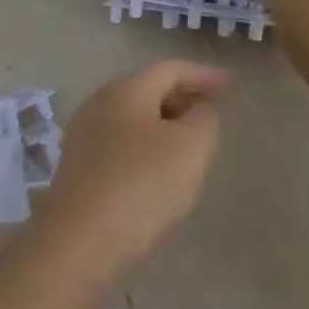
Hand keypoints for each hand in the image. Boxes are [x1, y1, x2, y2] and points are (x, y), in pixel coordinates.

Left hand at [38, 61, 230, 273]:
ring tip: (190, 140)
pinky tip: (158, 168)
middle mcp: (100, 102)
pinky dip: (146, 145)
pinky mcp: (78, 165)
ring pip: (133, 117)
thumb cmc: (141, 185)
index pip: (171, 69)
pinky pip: (120, 142)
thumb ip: (204, 119)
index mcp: (126, 90)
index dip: (204, 75)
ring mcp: (84, 134)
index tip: (230, 84)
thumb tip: (200, 108)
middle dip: (183, 97)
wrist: (79, 239)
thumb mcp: (190, 147)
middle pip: (148, 89)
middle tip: (212, 111)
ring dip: (164, 123)